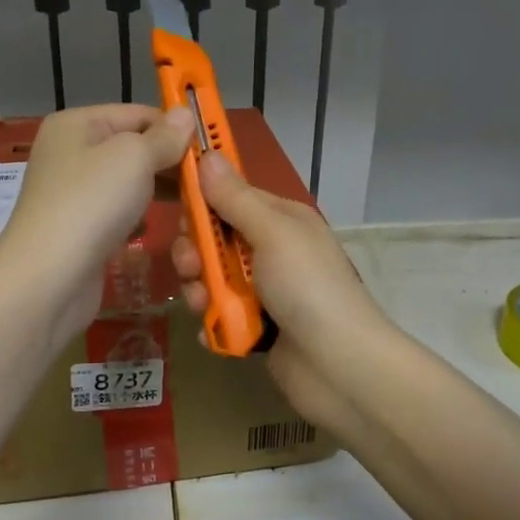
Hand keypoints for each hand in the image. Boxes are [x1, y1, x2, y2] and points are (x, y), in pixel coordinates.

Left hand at [0, 104, 193, 336]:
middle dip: (169, 163)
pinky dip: (137, 219)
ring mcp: (73, 194)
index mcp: (77, 124)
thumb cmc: (91, 204)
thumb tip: (185, 115)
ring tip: (191, 205)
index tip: (209, 151)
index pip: (137, 114)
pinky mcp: (79, 230)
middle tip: (207, 182)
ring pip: (128, 184)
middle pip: (133, 149)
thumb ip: (164, 137)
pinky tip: (151, 229)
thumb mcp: (134, 157)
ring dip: (157, 192)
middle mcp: (71, 153)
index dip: (174, 129)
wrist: (48, 278)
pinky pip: (117, 214)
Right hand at [171, 152, 388, 438]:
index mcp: (280, 220)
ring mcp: (264, 291)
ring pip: (212, 280)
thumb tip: (207, 155)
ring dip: (201, 291)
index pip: (230, 198)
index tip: (181, 213)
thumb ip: (236, 198)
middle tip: (193, 267)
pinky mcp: (256, 327)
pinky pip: (221, 316)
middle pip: (215, 241)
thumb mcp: (273, 233)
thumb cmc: (308, 286)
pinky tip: (216, 332)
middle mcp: (271, 251)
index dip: (202, 203)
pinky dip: (215, 324)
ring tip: (205, 306)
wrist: (339, 365)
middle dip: (196, 253)